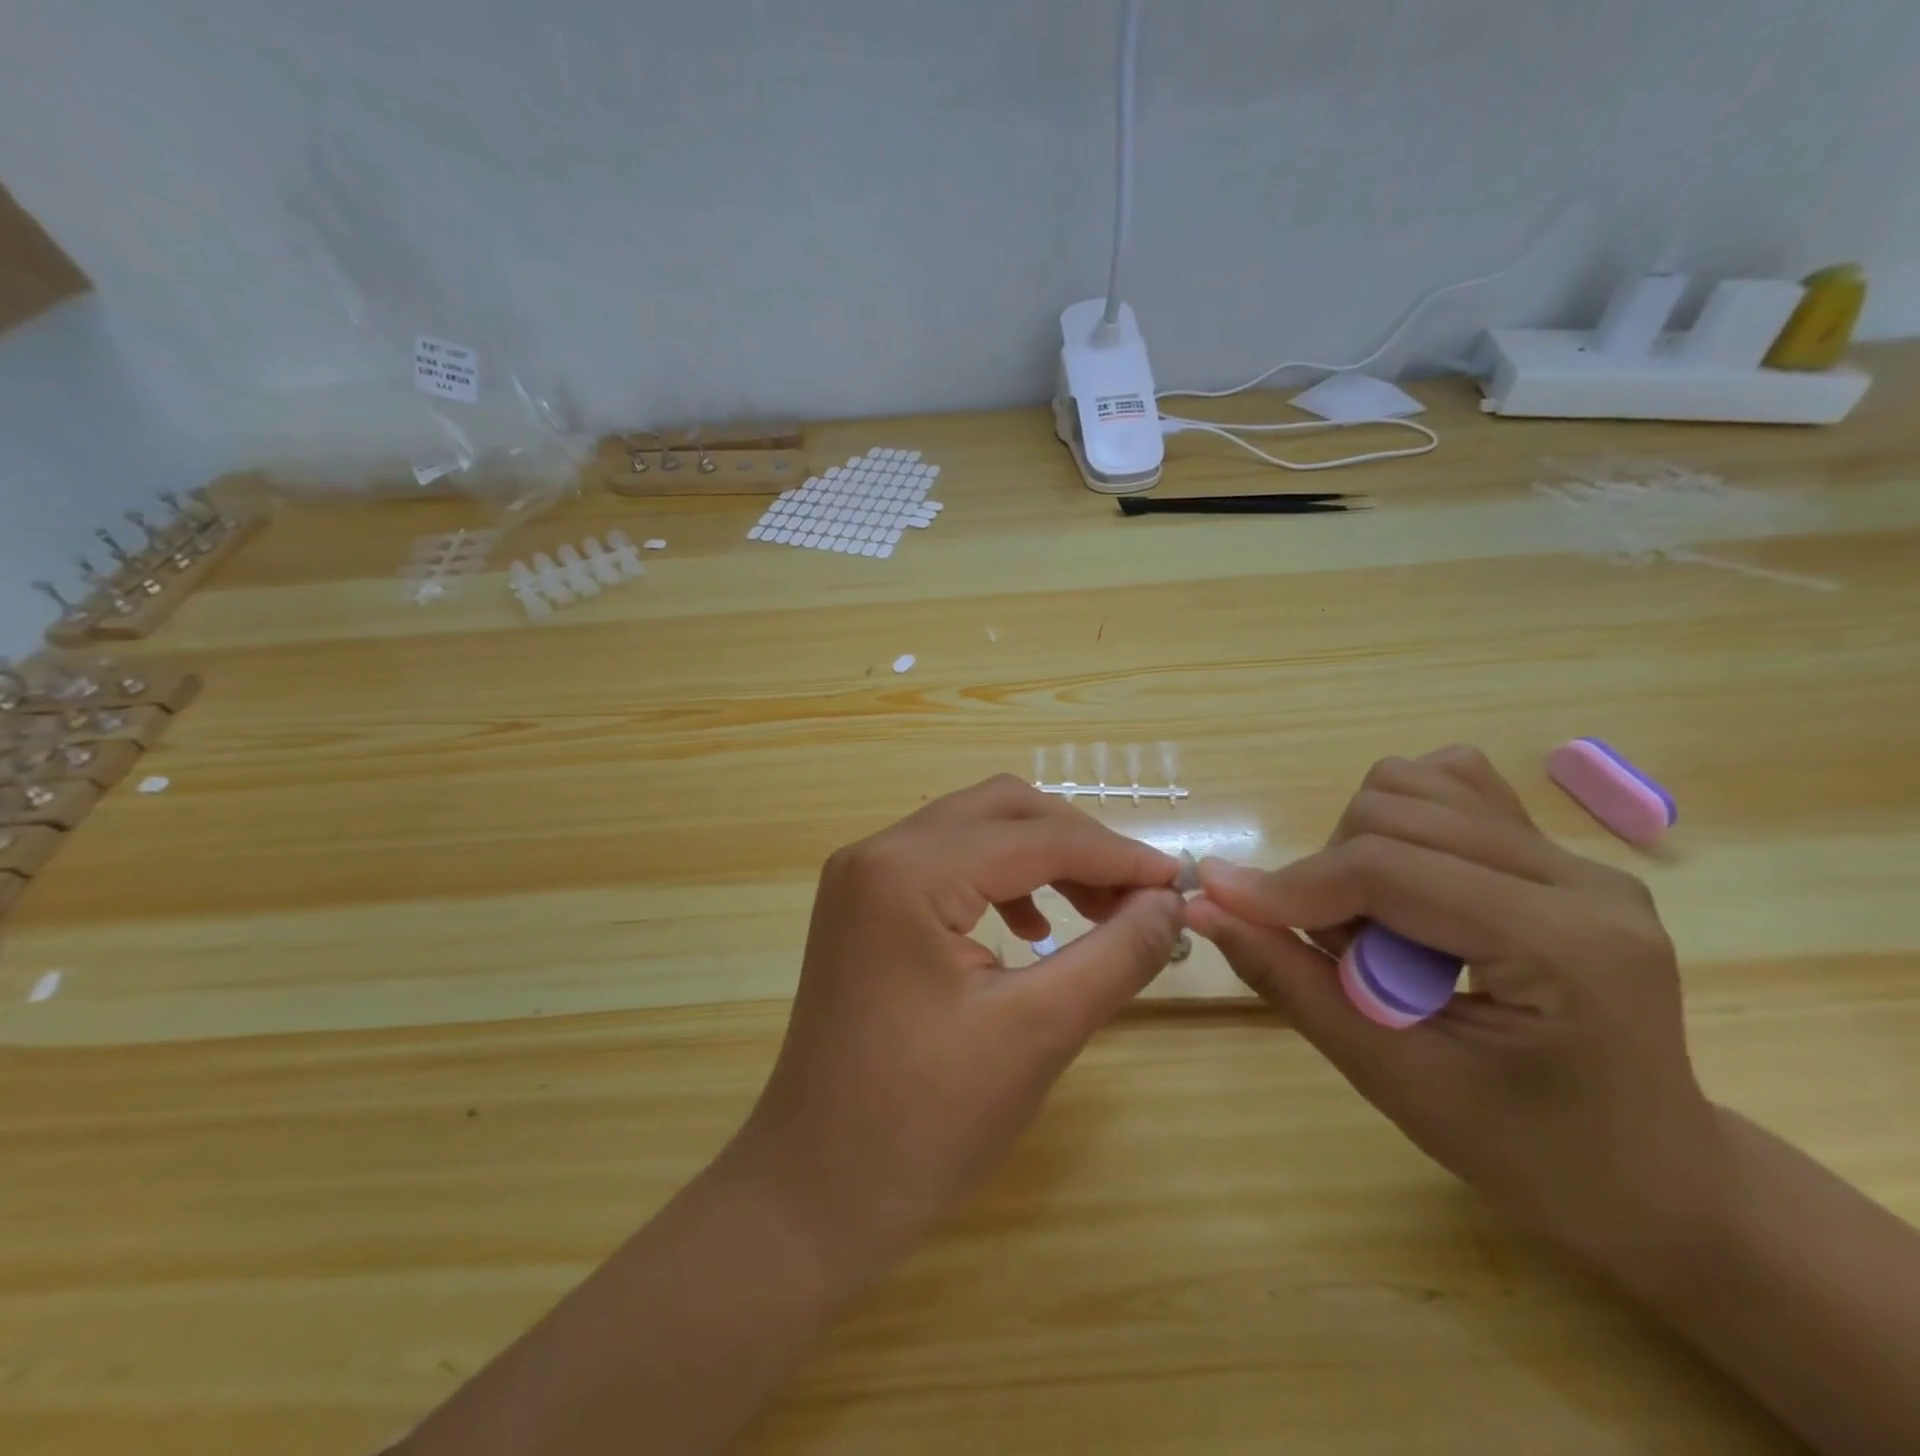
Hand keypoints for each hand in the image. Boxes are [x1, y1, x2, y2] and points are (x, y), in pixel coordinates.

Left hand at [727, 775, 1185, 1284]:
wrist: (814, 1193)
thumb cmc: (925, 1122)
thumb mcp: (1038, 1032)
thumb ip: (1116, 954)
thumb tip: (1170, 901)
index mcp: (908, 872)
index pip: (1035, 837)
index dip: (1116, 855)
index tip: (1179, 880)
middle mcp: (877, 853)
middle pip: (1001, 810)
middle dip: (1077, 843)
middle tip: (1136, 895)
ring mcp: (862, 877)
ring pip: (974, 830)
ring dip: (1041, 857)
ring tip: (1095, 910)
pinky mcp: (863, 907)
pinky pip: (946, 864)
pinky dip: (1001, 881)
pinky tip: (1032, 929)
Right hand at [1187, 746, 1727, 1282]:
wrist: (1656, 1178)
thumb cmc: (1531, 1155)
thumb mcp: (1394, 1079)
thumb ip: (1290, 982)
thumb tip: (1203, 905)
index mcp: (1564, 945)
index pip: (1390, 869)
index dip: (1292, 885)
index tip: (1225, 907)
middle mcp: (1582, 877)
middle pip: (1396, 811)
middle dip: (1332, 874)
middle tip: (1340, 954)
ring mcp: (1578, 858)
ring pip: (1417, 783)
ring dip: (1360, 845)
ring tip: (1373, 924)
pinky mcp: (1559, 854)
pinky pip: (1450, 791)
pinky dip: (1396, 826)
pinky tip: (1402, 890)